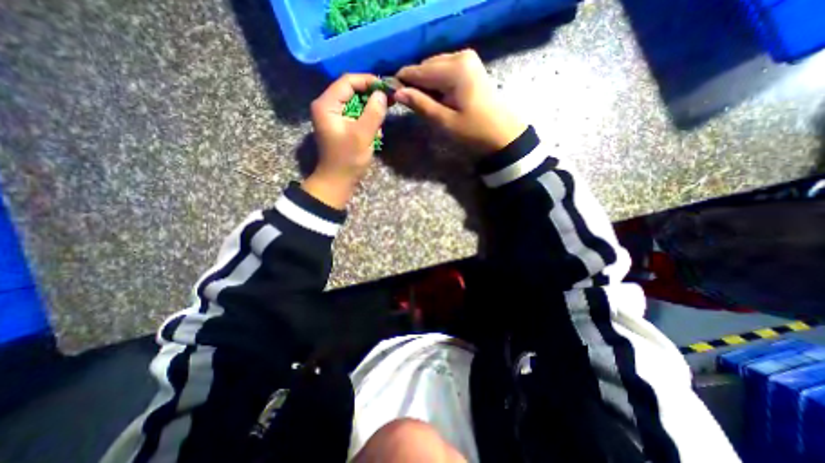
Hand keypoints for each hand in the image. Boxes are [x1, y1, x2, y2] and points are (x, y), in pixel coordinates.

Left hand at [306, 73, 389, 208]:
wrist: (338, 181)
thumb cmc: (348, 159)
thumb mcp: (362, 135)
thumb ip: (373, 112)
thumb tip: (382, 94)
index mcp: (327, 104)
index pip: (348, 81)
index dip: (368, 81)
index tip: (387, 87)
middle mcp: (327, 106)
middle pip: (351, 91)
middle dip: (371, 96)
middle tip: (389, 101)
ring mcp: (333, 116)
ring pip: (355, 103)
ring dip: (370, 110)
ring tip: (382, 121)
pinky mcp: (340, 126)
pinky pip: (355, 115)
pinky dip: (367, 120)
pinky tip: (375, 131)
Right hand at [394, 48, 523, 155]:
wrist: (503, 136)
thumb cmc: (473, 132)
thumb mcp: (444, 122)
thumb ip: (420, 104)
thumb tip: (397, 92)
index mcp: (454, 69)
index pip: (418, 70)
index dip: (402, 82)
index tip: (390, 95)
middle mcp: (461, 56)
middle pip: (426, 66)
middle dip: (415, 84)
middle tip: (409, 105)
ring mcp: (468, 60)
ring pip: (435, 68)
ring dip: (426, 84)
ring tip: (423, 104)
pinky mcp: (471, 68)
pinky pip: (445, 71)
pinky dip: (437, 83)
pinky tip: (437, 98)